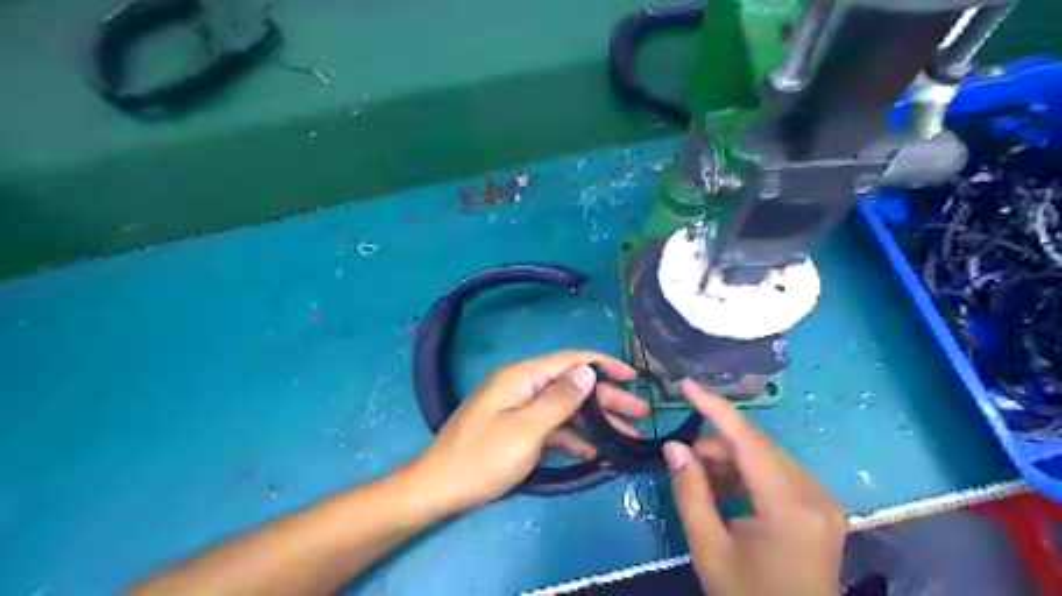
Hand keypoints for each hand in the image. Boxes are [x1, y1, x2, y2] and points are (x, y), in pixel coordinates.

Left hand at [408, 351, 646, 514]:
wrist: (437, 488)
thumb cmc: (481, 459)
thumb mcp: (526, 430)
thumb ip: (559, 399)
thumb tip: (587, 371)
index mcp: (522, 376)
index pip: (571, 359)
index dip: (604, 364)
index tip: (634, 376)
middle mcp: (522, 385)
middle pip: (571, 383)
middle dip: (606, 397)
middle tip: (639, 413)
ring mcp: (518, 406)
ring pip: (565, 406)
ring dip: (595, 420)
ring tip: (627, 435)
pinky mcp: (516, 427)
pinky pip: (551, 426)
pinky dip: (573, 436)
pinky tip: (596, 451)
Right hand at [661, 383, 848, 595]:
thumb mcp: (709, 549)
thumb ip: (690, 492)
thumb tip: (674, 446)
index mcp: (790, 506)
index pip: (748, 440)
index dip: (715, 407)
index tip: (686, 385)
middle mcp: (814, 494)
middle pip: (757, 446)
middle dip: (716, 443)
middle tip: (684, 459)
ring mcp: (822, 500)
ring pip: (765, 456)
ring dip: (729, 459)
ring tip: (702, 481)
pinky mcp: (820, 506)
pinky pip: (776, 472)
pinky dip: (746, 474)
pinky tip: (725, 491)